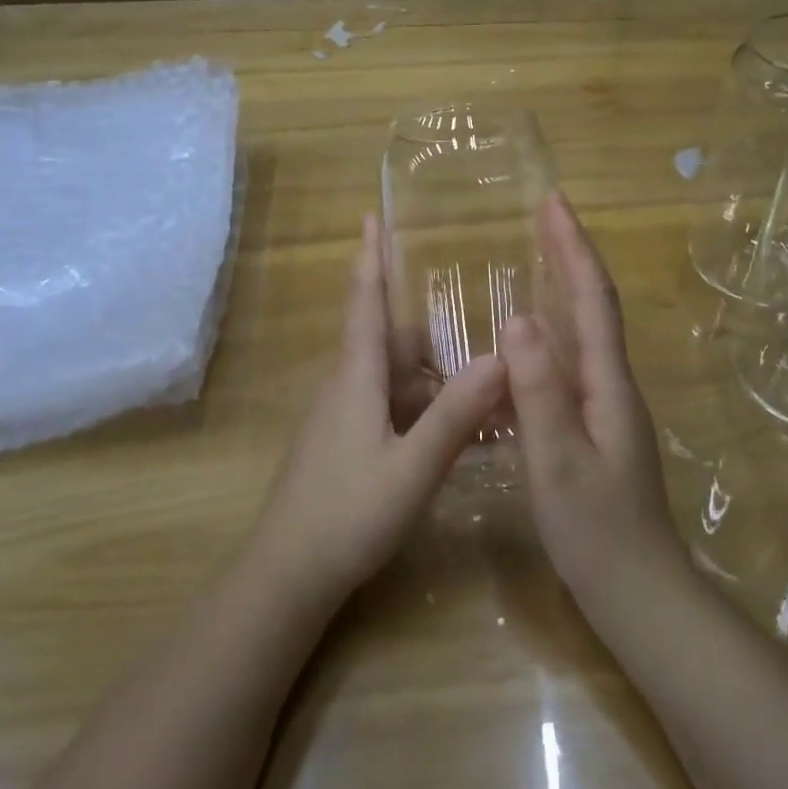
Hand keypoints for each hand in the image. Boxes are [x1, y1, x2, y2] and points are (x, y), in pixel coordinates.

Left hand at [250, 215, 507, 607]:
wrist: (287, 575)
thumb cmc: (348, 514)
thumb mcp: (413, 467)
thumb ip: (456, 415)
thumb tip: (500, 357)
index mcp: (356, 377)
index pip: (364, 301)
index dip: (370, 256)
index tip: (371, 213)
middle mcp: (345, 386)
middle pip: (390, 340)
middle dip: (431, 333)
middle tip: (479, 327)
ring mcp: (340, 416)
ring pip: (392, 377)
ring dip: (431, 377)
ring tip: (480, 384)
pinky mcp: (342, 442)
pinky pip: (387, 406)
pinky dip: (420, 407)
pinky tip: (452, 430)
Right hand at [501, 193, 685, 620]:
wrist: (639, 593)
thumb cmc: (597, 531)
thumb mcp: (558, 460)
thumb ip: (539, 391)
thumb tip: (518, 317)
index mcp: (607, 383)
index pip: (592, 299)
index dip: (573, 248)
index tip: (553, 202)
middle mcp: (612, 383)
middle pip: (594, 304)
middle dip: (571, 254)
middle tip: (543, 214)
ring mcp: (607, 406)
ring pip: (585, 330)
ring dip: (565, 285)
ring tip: (536, 256)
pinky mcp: (596, 426)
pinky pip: (572, 360)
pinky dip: (555, 328)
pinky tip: (531, 337)